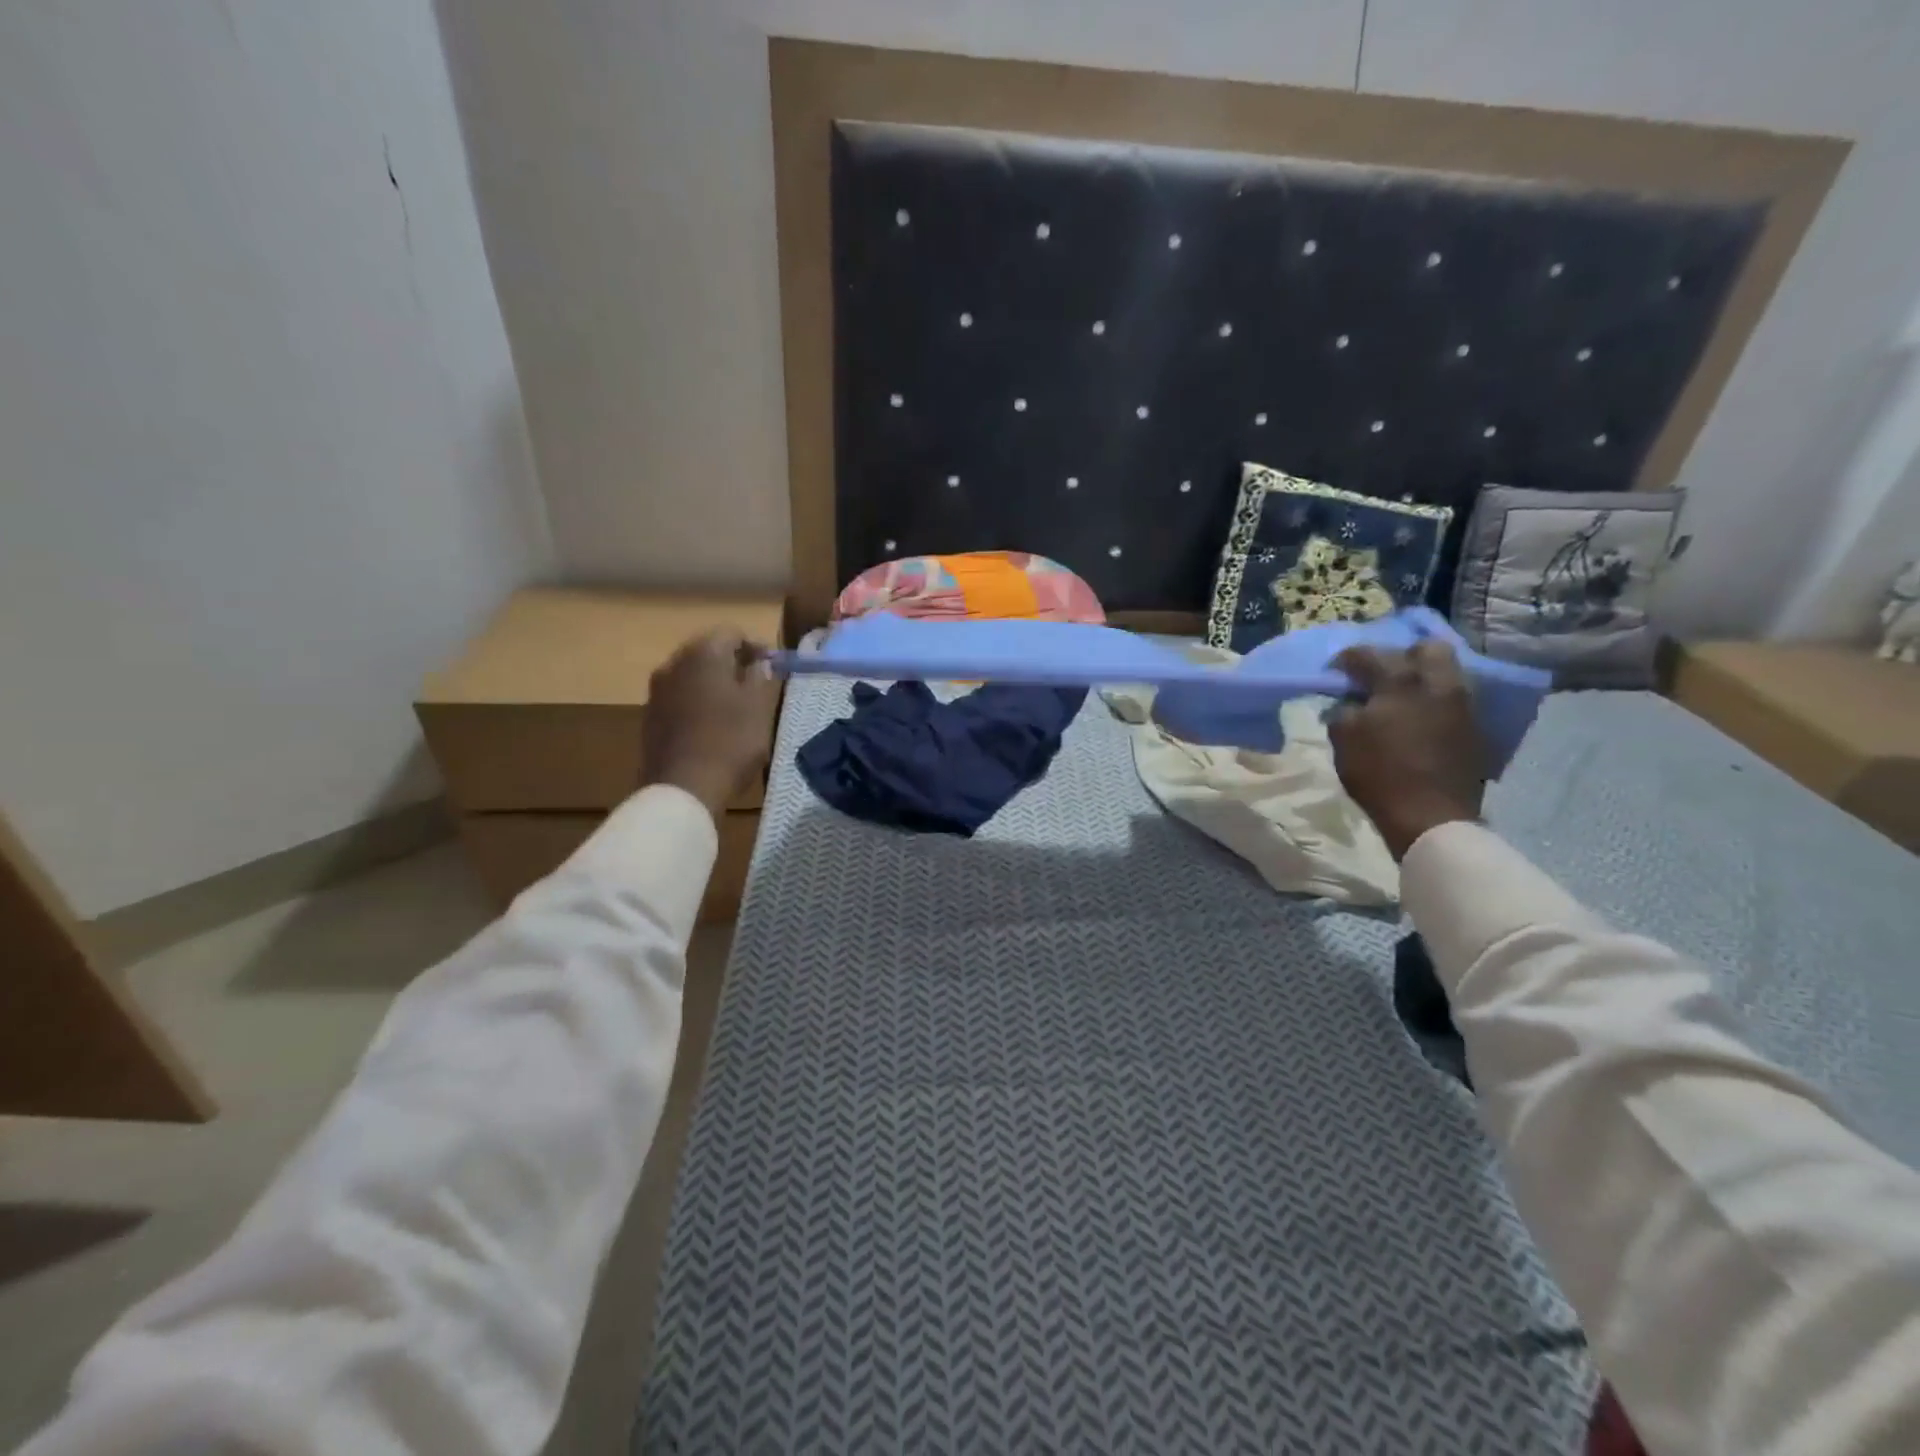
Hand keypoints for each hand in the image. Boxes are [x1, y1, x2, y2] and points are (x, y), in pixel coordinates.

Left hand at [641, 629, 780, 818]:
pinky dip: (697, 702)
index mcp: (703, 653)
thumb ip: (760, 677)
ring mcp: (657, 691)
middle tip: (756, 683)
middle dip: (732, 662)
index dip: (755, 646)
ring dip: (713, 683)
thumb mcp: (759, 707)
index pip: (731, 633)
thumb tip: (758, 663)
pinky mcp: (650, 716)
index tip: (773, 665)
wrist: (683, 787)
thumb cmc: (730, 741)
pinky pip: (679, 697)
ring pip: (691, 675)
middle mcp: (674, 663)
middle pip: (707, 651)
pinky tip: (712, 724)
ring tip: (735, 706)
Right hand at [1327, 641, 1488, 860]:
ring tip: (1401, 697)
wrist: (1431, 816)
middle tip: (1381, 675)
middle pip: (1427, 649)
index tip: (1335, 671)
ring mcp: (1462, 706)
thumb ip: (1342, 711)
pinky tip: (1418, 719)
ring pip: (1446, 674)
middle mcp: (1438, 684)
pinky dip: (1434, 702)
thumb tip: (1347, 703)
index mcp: (1402, 682)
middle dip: (1402, 655)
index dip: (1347, 659)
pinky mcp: (1474, 728)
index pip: (1370, 654)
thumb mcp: (1343, 739)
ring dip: (1422, 678)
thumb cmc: (1379, 774)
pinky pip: (1453, 700)